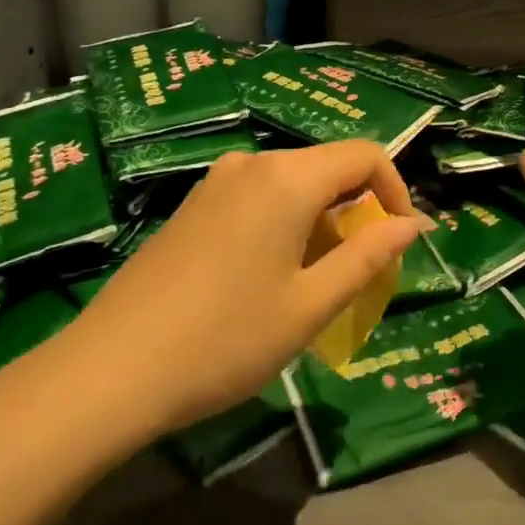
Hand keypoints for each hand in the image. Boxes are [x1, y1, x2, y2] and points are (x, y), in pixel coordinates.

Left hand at [53, 142, 423, 440]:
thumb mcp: (311, 305)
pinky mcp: (192, 206)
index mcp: (287, 178)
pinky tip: (268, 277)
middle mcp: (251, 164)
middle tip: (362, 274)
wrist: (112, 369)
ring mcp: (215, 183)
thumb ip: (368, 256)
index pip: (365, 155)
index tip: (400, 243)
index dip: (396, 192)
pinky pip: (257, 198)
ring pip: (292, 185)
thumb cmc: (226, 339)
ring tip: (316, 284)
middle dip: (358, 212)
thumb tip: (413, 225)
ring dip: (321, 222)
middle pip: (327, 168)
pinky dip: (285, 224)